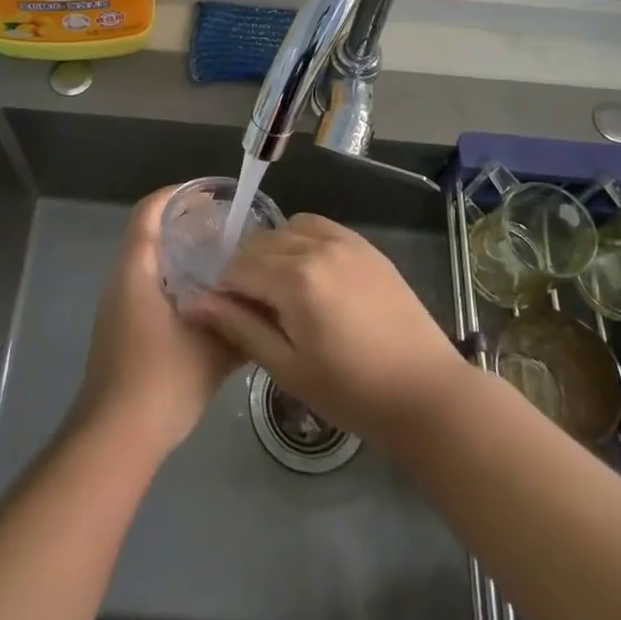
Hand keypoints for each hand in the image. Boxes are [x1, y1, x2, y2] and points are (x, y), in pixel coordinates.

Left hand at [71, 187, 239, 458]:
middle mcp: (122, 279)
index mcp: (137, 270)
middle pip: (151, 233)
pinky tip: (209, 301)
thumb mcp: (211, 347)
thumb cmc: (161, 381)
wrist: (115, 439)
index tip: (212, 196)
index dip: (178, 195)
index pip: (150, 211)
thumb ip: (239, 319)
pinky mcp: (123, 329)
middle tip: (229, 228)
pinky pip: (150, 286)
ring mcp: (119, 306)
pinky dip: (177, 280)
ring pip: (151, 263)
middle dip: (187, 224)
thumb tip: (264, 299)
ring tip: (224, 260)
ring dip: (182, 255)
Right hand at [181, 214, 466, 450]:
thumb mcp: (288, 368)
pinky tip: (309, 274)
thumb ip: (240, 327)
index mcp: (295, 278)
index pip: (238, 267)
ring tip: (281, 291)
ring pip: (287, 229)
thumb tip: (194, 302)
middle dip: (245, 270)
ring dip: (273, 252)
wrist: (426, 392)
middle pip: (260, 243)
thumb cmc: (352, 392)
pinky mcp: (365, 245)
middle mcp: (317, 246)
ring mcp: (345, 240)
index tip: (225, 313)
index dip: (223, 289)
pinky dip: (302, 241)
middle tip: (252, 308)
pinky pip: (319, 227)